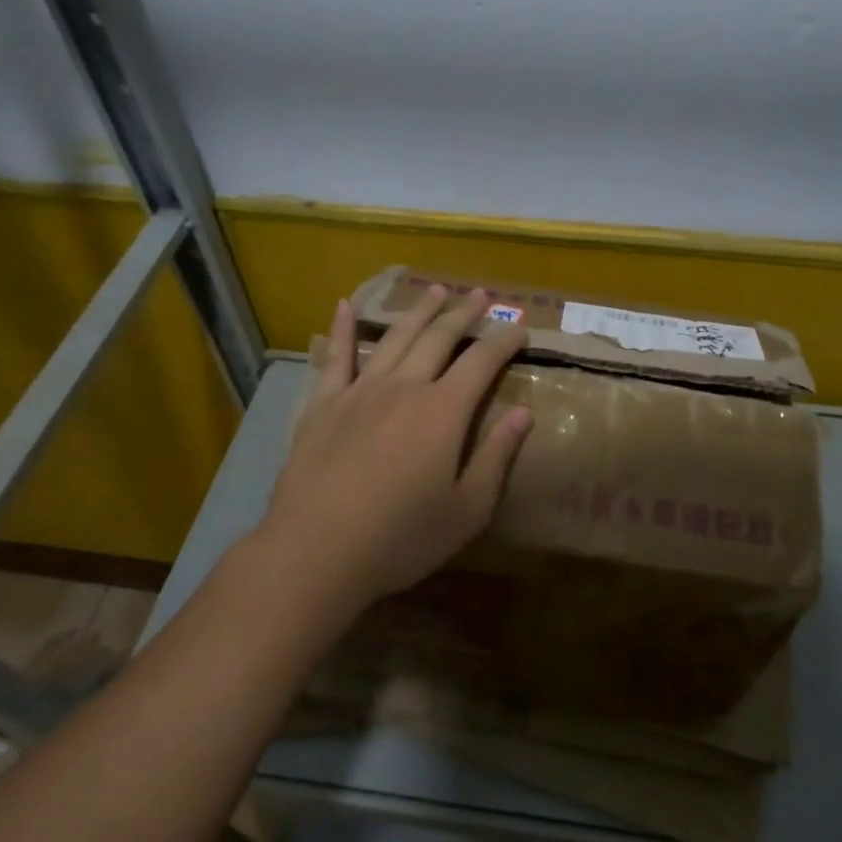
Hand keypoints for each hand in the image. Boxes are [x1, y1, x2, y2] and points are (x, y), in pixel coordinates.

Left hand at [256, 284, 533, 613]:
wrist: (317, 550)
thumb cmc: (401, 537)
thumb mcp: (467, 509)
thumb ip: (497, 456)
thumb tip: (524, 413)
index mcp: (443, 410)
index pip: (481, 361)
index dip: (503, 340)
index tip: (519, 327)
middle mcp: (404, 387)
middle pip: (439, 338)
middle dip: (463, 314)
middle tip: (480, 296)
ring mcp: (359, 392)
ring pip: (395, 338)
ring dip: (418, 311)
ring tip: (435, 290)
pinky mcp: (324, 405)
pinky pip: (336, 357)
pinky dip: (342, 329)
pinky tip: (344, 306)